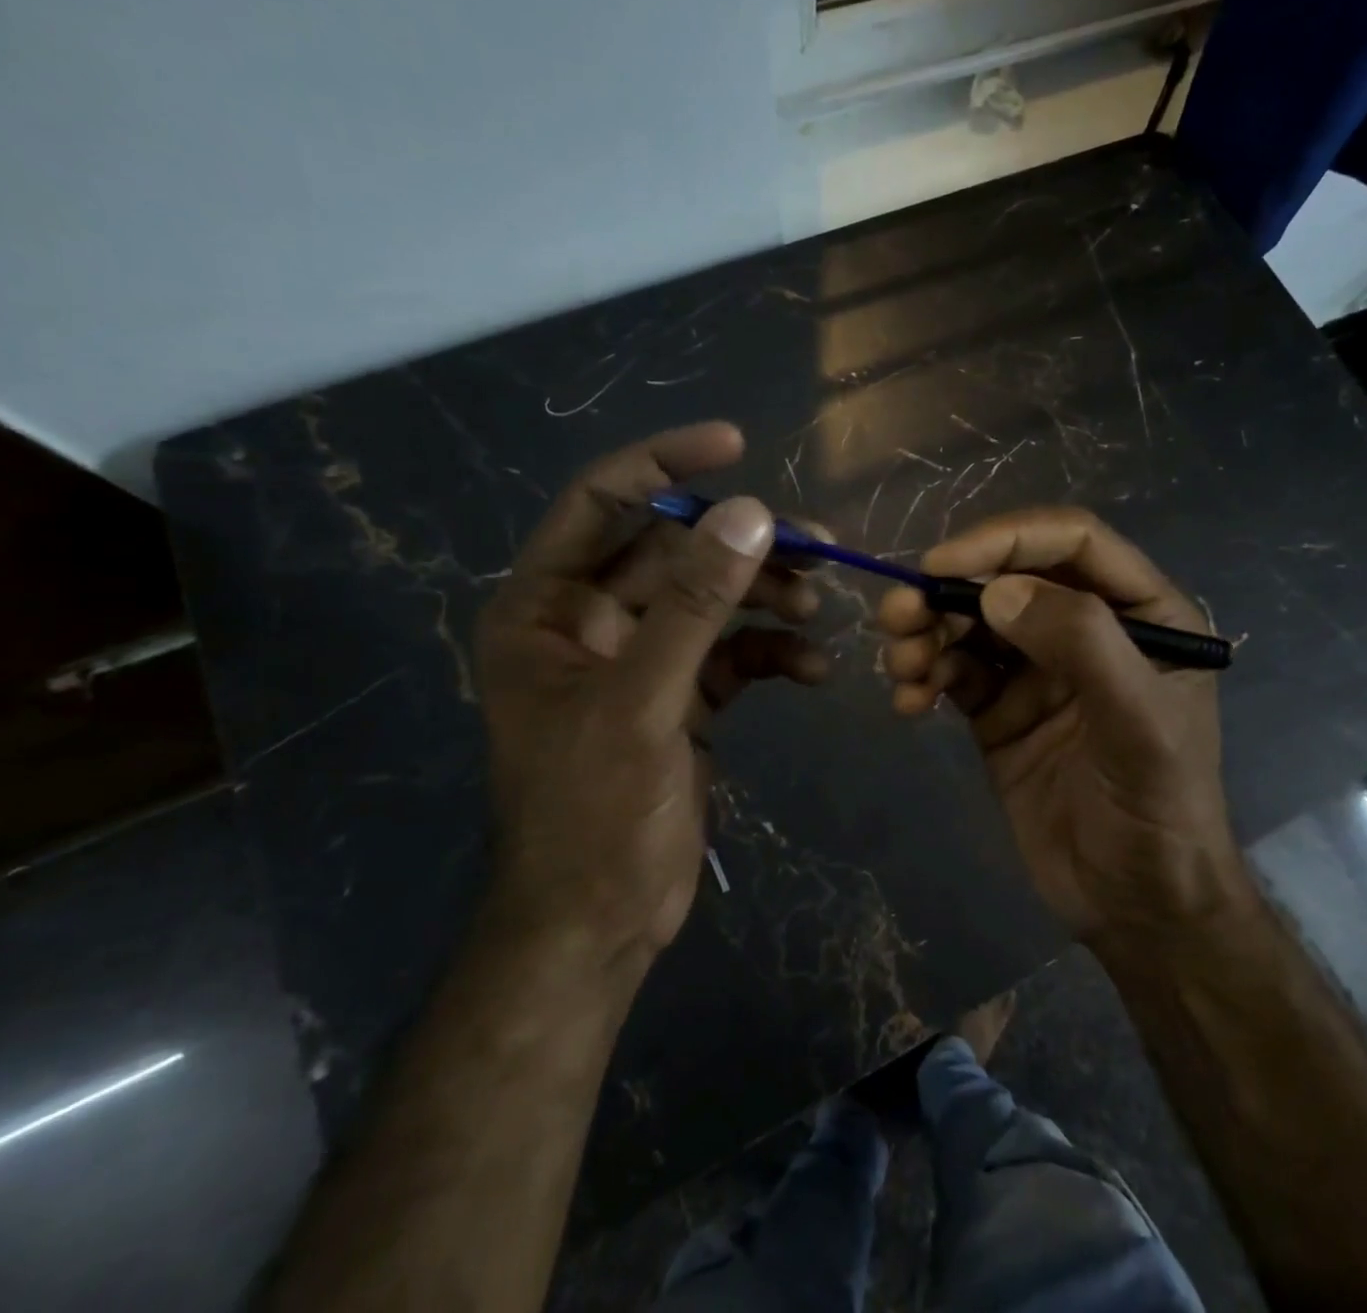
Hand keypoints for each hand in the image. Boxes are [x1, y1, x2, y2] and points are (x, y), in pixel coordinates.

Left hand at [475, 422, 827, 968]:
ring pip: (715, 600)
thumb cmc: (594, 813)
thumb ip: (695, 603)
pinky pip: (736, 652)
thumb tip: (751, 512)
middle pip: (677, 553)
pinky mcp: (684, 696)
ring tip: (819, 608)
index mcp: (548, 607)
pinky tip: (814, 669)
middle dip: (747, 547)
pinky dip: (775, 652)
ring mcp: (643, 659)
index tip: (735, 444)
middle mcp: (592, 621)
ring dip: (769, 598)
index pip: (602, 503)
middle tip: (818, 546)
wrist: (600, 923)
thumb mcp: (643, 700)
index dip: (664, 466)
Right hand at [879, 508, 1242, 939]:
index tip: (943, 563)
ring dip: (926, 633)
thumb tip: (996, 590)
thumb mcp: (1139, 723)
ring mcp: (1038, 669)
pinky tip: (908, 703)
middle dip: (948, 589)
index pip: (1071, 542)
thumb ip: (1081, 644)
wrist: (1137, 907)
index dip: (1005, 538)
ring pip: (971, 622)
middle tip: (898, 615)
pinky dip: (924, 677)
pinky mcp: (1000, 710)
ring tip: (900, 666)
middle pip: (1008, 577)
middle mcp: (1086, 628)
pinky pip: (953, 672)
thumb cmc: (1159, 809)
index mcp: (1141, 611)